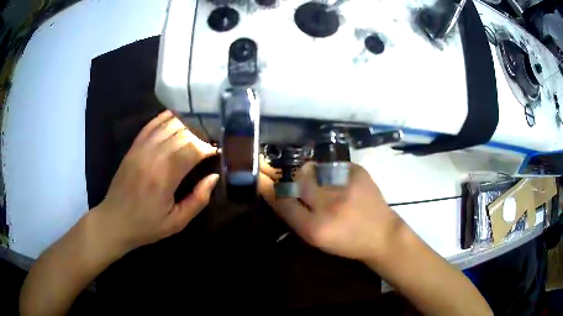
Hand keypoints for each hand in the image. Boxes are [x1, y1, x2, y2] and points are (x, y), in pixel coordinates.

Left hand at [96, 111, 218, 250]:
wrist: (115, 221)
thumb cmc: (147, 225)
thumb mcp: (177, 222)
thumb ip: (198, 200)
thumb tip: (214, 177)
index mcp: (164, 177)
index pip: (192, 149)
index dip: (207, 148)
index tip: (215, 153)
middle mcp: (152, 156)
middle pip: (182, 133)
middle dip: (199, 135)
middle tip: (208, 143)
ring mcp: (140, 149)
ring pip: (168, 125)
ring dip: (185, 125)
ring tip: (195, 132)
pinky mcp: (133, 147)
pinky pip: (151, 125)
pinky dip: (165, 118)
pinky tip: (176, 118)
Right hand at [271, 162, 401, 260]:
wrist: (382, 235)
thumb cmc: (346, 242)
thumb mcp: (316, 239)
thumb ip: (295, 217)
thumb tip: (279, 192)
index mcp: (314, 228)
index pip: (282, 201)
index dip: (271, 189)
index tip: (266, 181)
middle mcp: (328, 205)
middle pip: (297, 179)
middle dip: (293, 178)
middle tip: (299, 182)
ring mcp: (345, 186)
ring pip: (314, 169)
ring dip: (312, 174)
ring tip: (322, 183)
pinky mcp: (358, 173)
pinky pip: (333, 165)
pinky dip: (331, 172)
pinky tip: (340, 183)